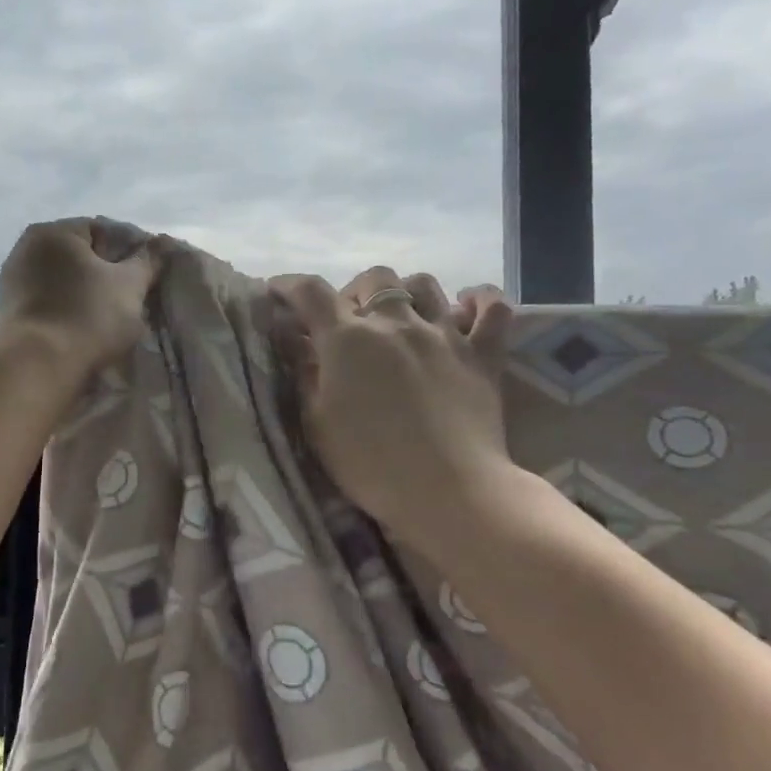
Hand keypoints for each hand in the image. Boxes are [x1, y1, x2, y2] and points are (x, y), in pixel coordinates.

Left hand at [0, 219, 160, 380]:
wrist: (36, 367)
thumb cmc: (88, 317)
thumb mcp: (130, 286)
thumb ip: (148, 260)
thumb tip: (163, 242)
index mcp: (53, 232)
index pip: (102, 230)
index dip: (129, 252)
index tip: (145, 278)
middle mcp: (25, 248)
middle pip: (80, 257)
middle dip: (105, 275)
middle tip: (130, 300)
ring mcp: (12, 281)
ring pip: (62, 282)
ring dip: (84, 295)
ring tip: (107, 320)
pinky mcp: (7, 312)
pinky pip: (47, 304)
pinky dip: (65, 312)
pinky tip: (81, 331)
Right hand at [269, 267, 516, 547]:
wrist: (449, 492)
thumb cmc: (370, 464)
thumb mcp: (317, 423)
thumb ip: (304, 374)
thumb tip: (296, 340)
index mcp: (348, 339)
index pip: (311, 292)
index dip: (289, 285)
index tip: (277, 291)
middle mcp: (395, 323)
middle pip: (374, 278)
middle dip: (354, 291)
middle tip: (348, 322)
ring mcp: (444, 334)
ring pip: (424, 284)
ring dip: (406, 293)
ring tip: (400, 317)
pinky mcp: (484, 354)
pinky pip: (493, 308)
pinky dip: (479, 300)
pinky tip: (465, 308)